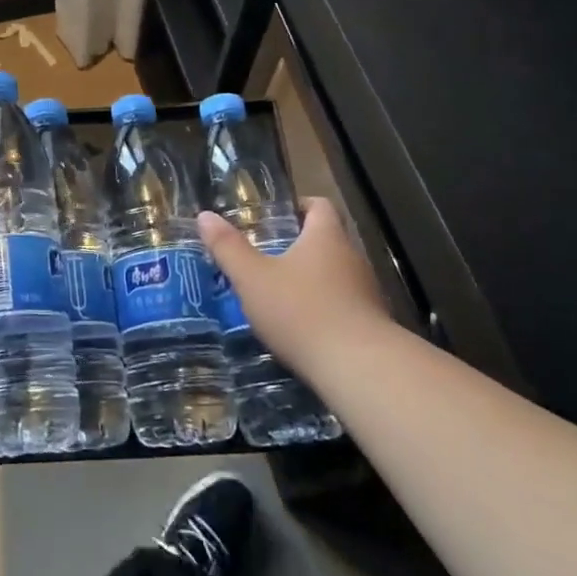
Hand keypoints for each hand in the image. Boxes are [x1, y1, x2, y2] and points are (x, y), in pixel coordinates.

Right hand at [198, 198, 395, 380]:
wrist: (359, 369)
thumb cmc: (302, 311)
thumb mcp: (252, 279)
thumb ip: (228, 247)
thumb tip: (205, 216)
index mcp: (326, 237)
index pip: (320, 206)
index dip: (298, 206)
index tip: (275, 218)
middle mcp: (352, 258)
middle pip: (327, 241)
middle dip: (298, 247)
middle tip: (265, 257)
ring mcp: (367, 293)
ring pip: (336, 276)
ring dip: (311, 281)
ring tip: (278, 295)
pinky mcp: (372, 326)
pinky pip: (344, 307)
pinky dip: (323, 310)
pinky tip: (301, 329)